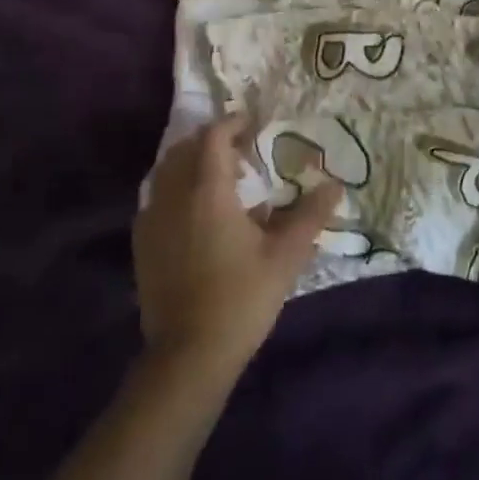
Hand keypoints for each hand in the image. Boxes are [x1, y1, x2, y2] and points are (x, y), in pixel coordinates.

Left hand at [133, 115, 342, 375]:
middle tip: (241, 152)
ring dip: (191, 164)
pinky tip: (196, 215)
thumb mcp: (285, 256)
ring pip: (166, 172)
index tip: (254, 125)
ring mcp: (152, 220)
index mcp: (208, 191)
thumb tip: (336, 186)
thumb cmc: (241, 298)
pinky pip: (156, 199)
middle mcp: (174, 196)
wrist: (189, 356)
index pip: (214, 136)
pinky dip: (176, 190)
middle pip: (185, 148)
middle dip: (212, 141)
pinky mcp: (142, 244)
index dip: (234, 123)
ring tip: (220, 181)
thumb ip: (310, 216)